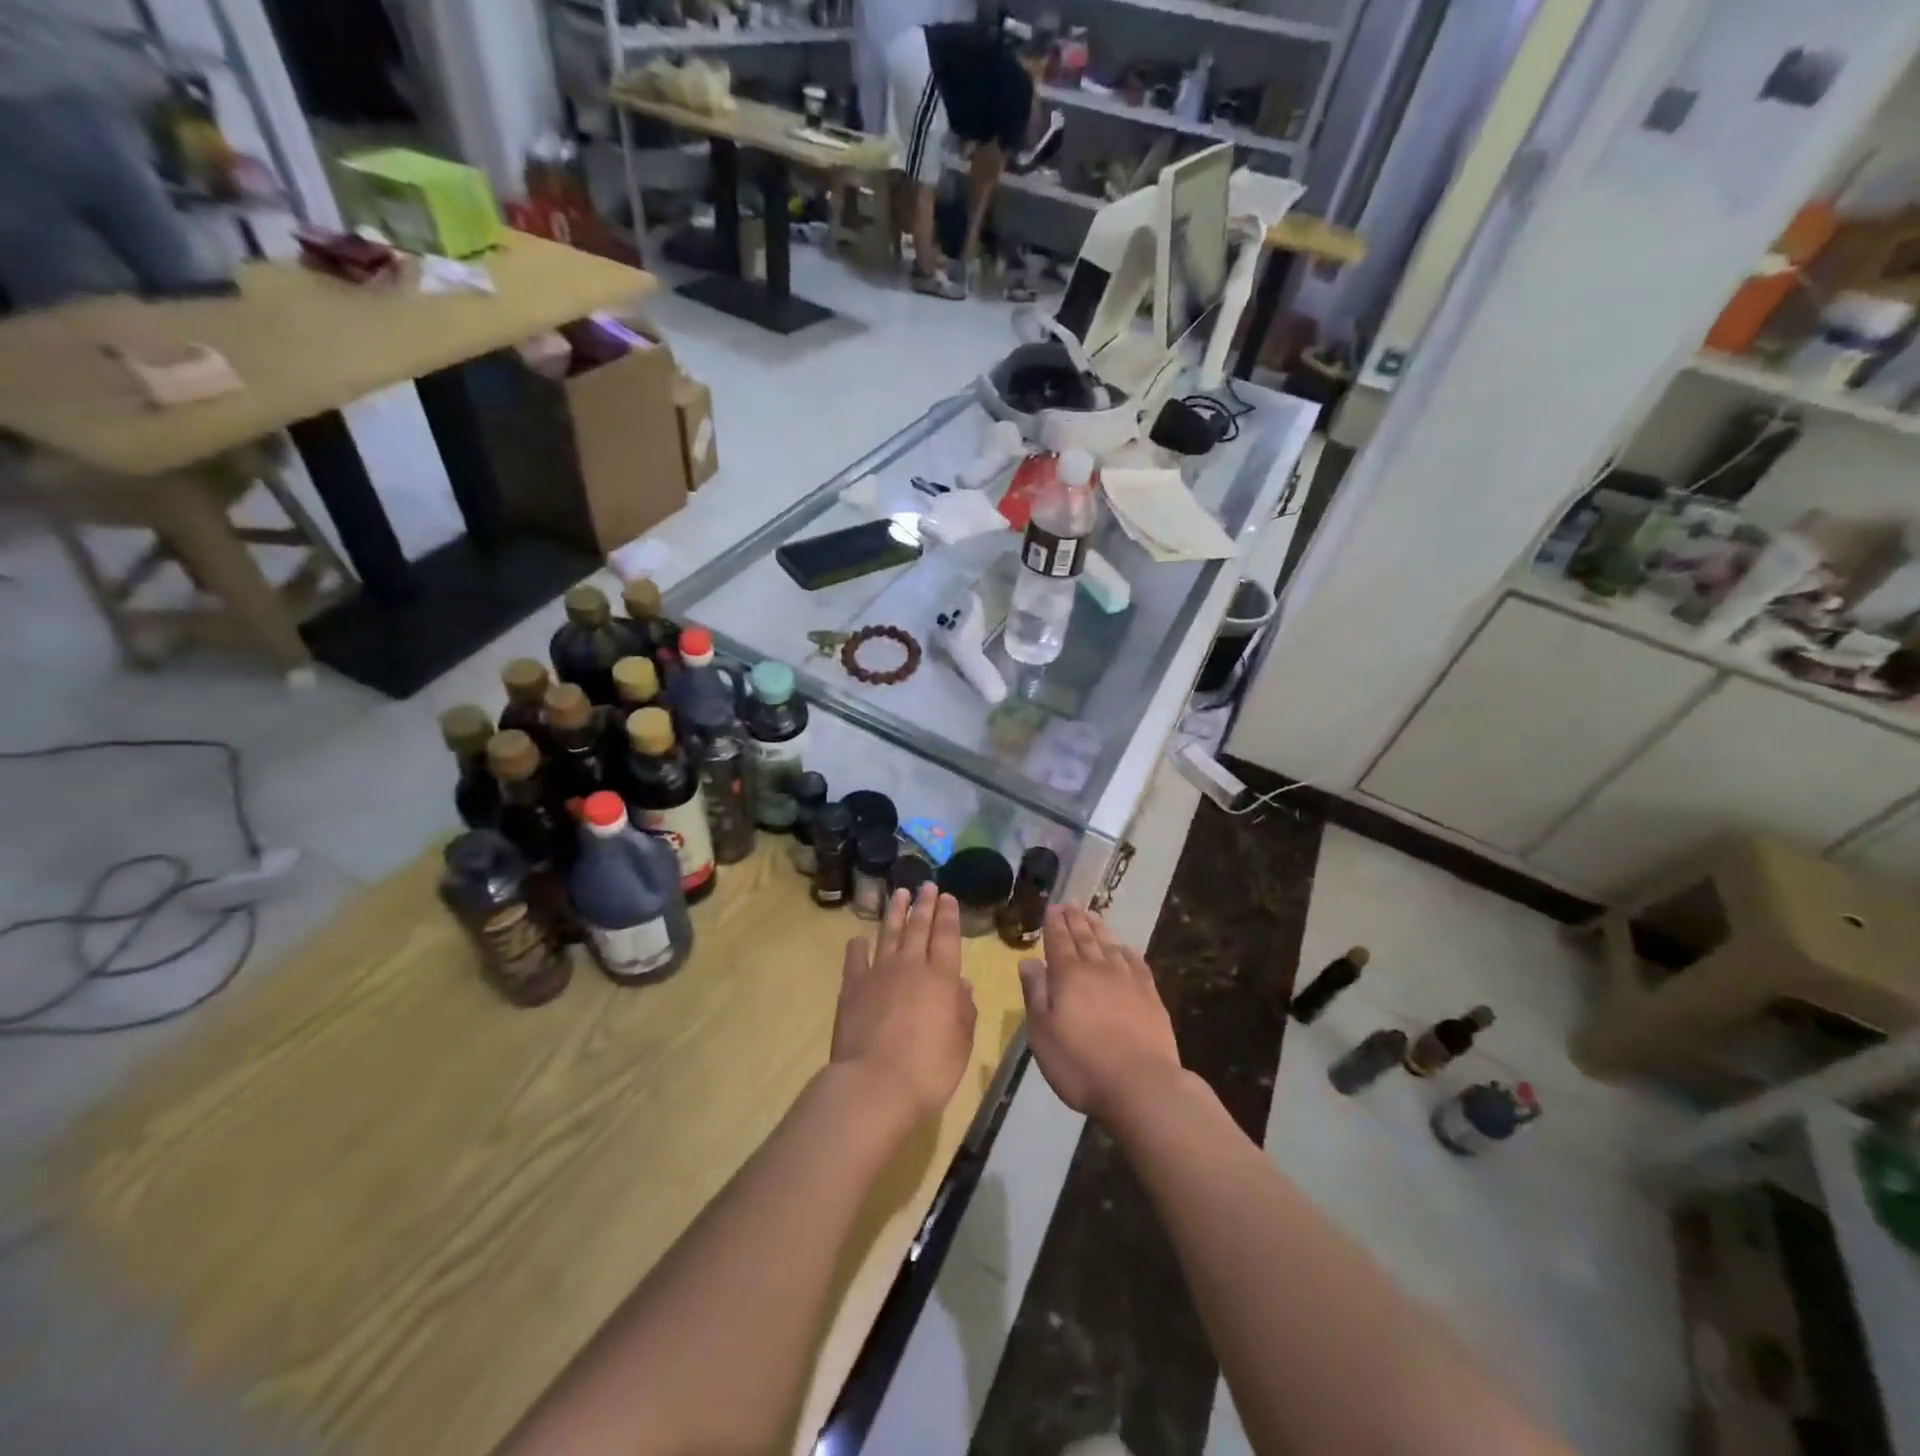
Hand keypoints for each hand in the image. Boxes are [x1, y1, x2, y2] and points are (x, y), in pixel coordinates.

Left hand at [831, 884, 977, 1123]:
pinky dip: (857, 946)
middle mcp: (910, 966)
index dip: (948, 915)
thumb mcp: (961, 1043)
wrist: (875, 1084)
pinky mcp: (852, 988)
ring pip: (888, 934)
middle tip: (926, 886)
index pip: (946, 936)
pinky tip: (859, 938)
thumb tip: (963, 986)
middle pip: (918, 928)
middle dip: (924, 905)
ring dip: (895, 913)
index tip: (947, 896)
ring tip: (899, 894)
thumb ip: (964, 1010)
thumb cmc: (929, 1069)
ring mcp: (878, 974)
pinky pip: (855, 959)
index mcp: (941, 977)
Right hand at [1019, 905, 1181, 1125]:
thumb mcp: (1042, 1033)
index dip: (1054, 924)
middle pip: (1085, 938)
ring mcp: (1128, 981)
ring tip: (1092, 915)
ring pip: (1110, 945)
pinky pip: (1136, 963)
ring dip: (1099, 929)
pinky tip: (1125, 948)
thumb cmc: (1080, 1063)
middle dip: (1075, 920)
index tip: (1053, 907)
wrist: (1141, 1085)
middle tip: (1071, 903)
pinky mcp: (1150, 996)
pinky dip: (1127, 951)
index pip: (1059, 942)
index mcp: (1068, 976)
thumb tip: (1028, 961)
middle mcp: (1098, 969)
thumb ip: (1035, 993)